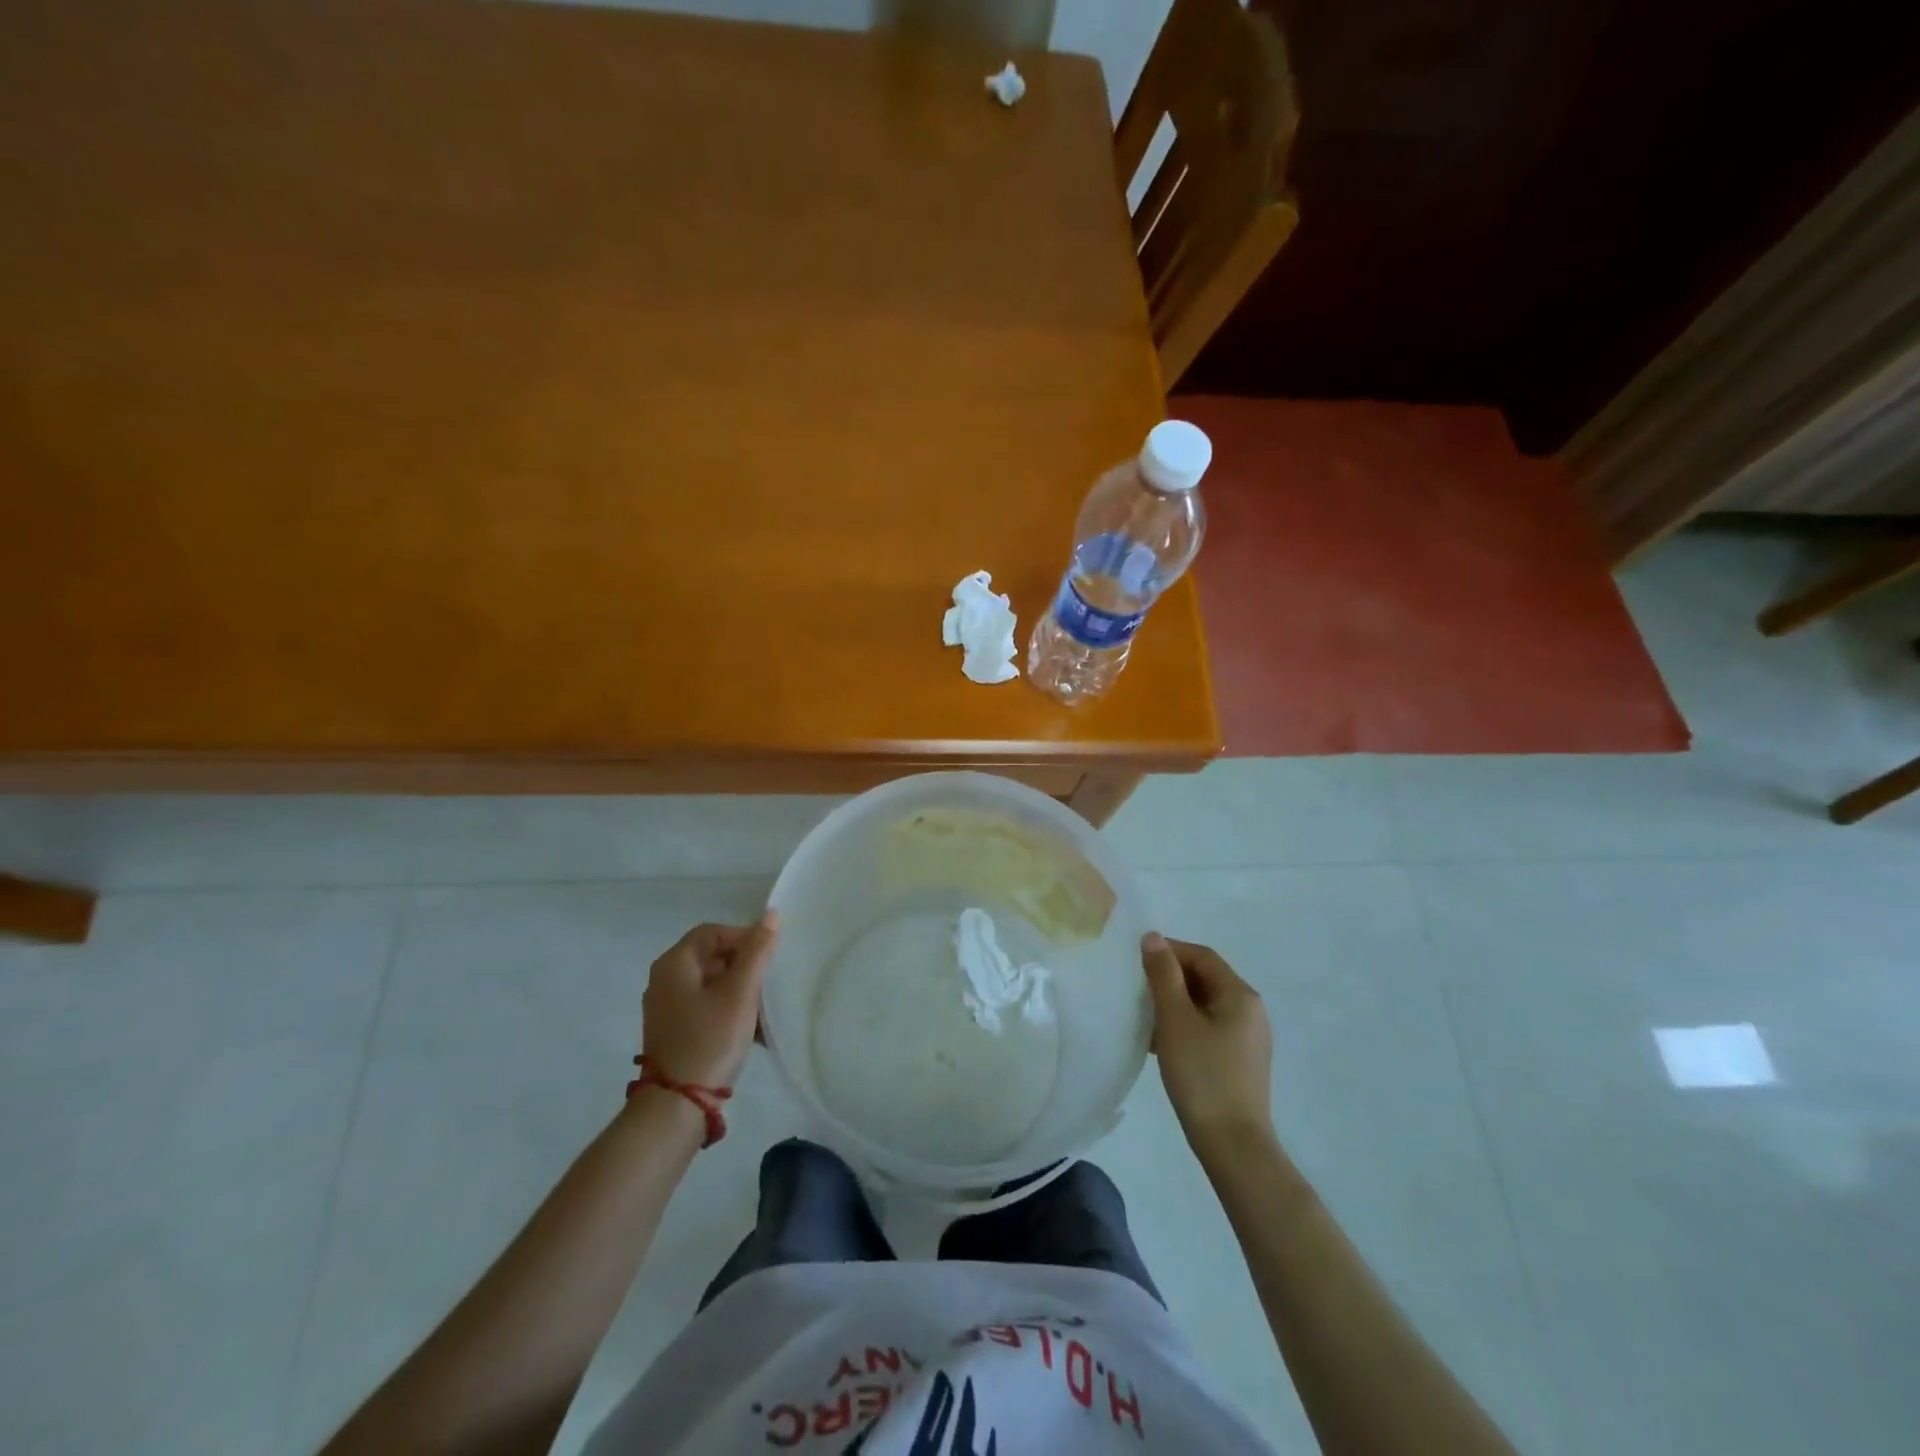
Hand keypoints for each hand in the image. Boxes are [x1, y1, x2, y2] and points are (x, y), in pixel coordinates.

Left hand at [641, 913, 780, 1089]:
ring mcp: (666, 1009)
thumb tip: (770, 915)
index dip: (743, 937)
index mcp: (674, 964)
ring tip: (763, 1010)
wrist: (677, 1106)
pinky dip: (727, 1011)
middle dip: (743, 966)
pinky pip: (705, 1008)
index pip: (712, 932)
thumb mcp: (740, 992)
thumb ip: (757, 951)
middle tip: (768, 983)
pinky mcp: (673, 1033)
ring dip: (739, 991)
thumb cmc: (710, 1039)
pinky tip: (751, 1031)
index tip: (768, 957)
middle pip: (710, 957)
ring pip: (710, 985)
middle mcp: (664, 981)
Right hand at [1141, 932, 1274, 1160]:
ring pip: (1204, 1005)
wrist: (1233, 1145)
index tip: (1136, 960)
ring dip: (1174, 1004)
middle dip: (1169, 978)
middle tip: (1136, 987)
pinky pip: (1208, 1028)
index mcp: (1240, 995)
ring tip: (1143, 1015)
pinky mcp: (1240, 1061)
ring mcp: (1247, 1038)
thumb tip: (1153, 938)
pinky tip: (1160, 1043)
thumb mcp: (1175, 1020)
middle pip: (1205, 979)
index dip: (1168, 951)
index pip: (1201, 956)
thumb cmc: (1202, 1075)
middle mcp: (1250, 1011)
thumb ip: (1163, 975)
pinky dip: (1184, 1026)